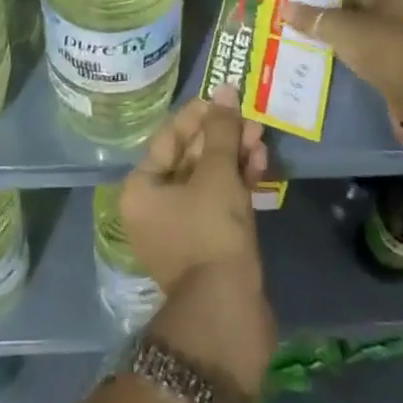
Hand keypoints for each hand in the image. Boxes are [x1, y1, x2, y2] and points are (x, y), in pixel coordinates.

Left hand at [120, 89, 274, 398]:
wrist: (227, 313)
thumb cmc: (211, 232)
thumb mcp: (217, 173)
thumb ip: (221, 129)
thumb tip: (225, 89)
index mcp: (141, 188)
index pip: (169, 137)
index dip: (199, 115)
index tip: (226, 98)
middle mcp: (154, 207)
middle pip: (190, 156)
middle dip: (222, 136)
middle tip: (251, 119)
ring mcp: (181, 228)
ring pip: (208, 179)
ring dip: (234, 156)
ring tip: (261, 138)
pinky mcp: (207, 245)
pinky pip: (219, 201)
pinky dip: (238, 182)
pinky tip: (261, 164)